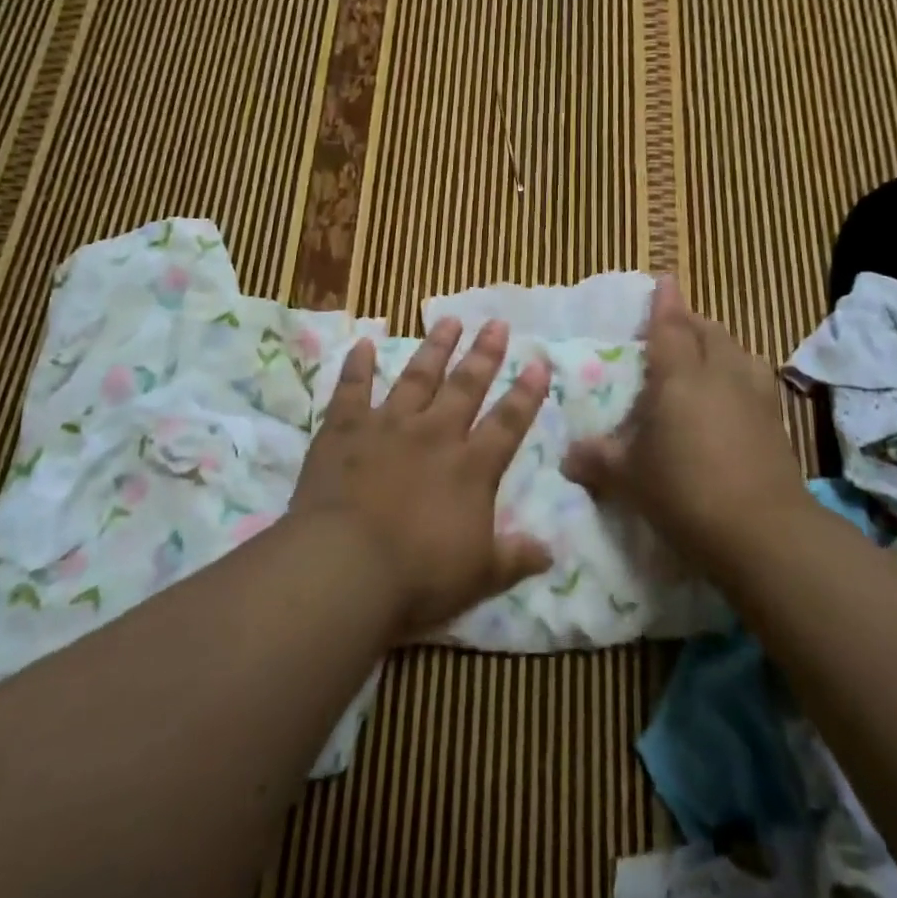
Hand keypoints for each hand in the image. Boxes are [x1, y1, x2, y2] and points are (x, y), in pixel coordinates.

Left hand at [290, 318, 553, 638]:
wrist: (345, 567)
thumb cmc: (418, 577)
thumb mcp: (478, 576)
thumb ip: (514, 558)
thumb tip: (551, 553)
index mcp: (470, 468)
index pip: (507, 423)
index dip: (525, 394)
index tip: (538, 363)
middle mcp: (434, 435)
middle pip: (465, 386)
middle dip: (484, 354)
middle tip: (496, 323)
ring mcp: (388, 426)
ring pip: (417, 377)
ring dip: (434, 348)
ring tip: (448, 320)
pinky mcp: (345, 429)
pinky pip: (352, 388)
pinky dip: (357, 365)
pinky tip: (363, 341)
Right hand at [562, 277, 804, 579]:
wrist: (763, 532)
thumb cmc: (685, 491)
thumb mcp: (629, 478)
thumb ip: (597, 460)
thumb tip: (568, 457)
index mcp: (679, 375)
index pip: (671, 326)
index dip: (665, 301)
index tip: (664, 279)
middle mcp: (720, 374)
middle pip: (709, 331)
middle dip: (692, 321)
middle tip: (674, 325)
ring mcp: (754, 396)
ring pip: (738, 352)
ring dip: (720, 345)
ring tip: (706, 356)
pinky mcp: (775, 422)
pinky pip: (755, 380)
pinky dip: (740, 374)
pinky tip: (732, 396)